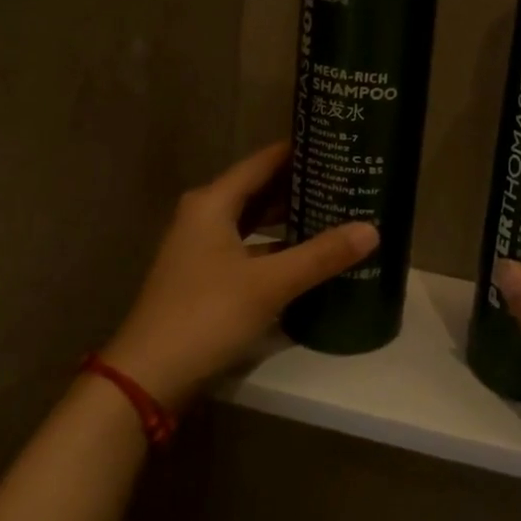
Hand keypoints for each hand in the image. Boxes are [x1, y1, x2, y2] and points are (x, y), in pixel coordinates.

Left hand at [102, 142, 378, 409]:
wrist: (149, 376)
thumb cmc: (206, 314)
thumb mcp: (269, 283)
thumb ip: (321, 255)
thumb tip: (372, 229)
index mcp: (212, 203)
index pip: (262, 162)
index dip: (297, 151)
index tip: (336, 143)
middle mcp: (204, 217)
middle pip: (259, 189)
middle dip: (299, 185)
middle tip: (345, 178)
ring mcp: (202, 249)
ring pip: (253, 221)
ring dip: (288, 218)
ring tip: (335, 211)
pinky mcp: (205, 278)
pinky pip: (249, 248)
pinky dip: (276, 247)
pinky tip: (307, 255)